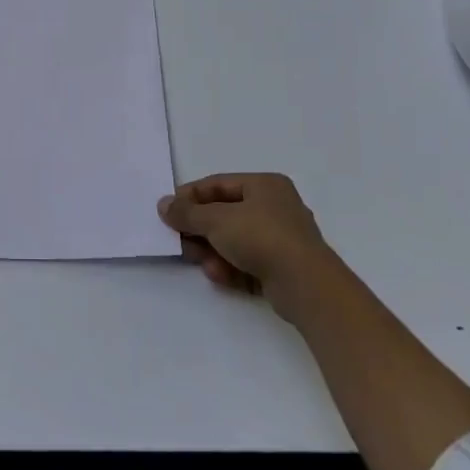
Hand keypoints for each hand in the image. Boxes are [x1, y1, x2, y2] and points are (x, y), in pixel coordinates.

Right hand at [157, 173, 328, 312]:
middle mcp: (275, 207)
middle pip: (225, 214)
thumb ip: (187, 213)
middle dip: (200, 228)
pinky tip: (218, 275)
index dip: (190, 196)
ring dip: (212, 250)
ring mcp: (281, 240)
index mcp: (265, 185)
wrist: (306, 285)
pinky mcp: (282, 269)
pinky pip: (247, 262)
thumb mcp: (216, 220)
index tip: (168, 210)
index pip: (218, 184)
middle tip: (177, 239)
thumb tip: (163, 205)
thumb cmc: (261, 237)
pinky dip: (230, 267)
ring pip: (234, 240)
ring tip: (196, 260)